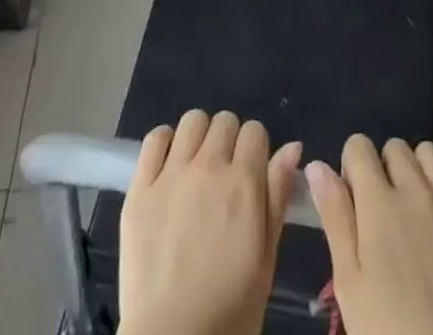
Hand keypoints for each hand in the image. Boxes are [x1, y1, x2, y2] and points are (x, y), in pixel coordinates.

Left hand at [119, 110, 301, 334]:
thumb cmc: (229, 311)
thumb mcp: (265, 259)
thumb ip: (277, 197)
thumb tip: (292, 147)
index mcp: (243, 183)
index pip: (255, 131)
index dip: (256, 150)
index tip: (251, 175)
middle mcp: (208, 167)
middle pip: (224, 121)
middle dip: (229, 142)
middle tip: (224, 177)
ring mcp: (171, 175)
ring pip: (191, 121)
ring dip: (198, 138)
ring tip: (195, 169)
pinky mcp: (140, 188)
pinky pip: (154, 139)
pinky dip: (164, 144)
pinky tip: (168, 167)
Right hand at [305, 135, 432, 334]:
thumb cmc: (385, 329)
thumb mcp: (348, 282)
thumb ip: (334, 216)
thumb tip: (317, 165)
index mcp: (379, 202)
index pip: (358, 146)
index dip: (352, 168)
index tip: (354, 199)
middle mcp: (416, 189)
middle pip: (393, 147)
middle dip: (383, 170)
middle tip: (383, 213)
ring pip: (429, 153)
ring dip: (417, 170)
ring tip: (414, 209)